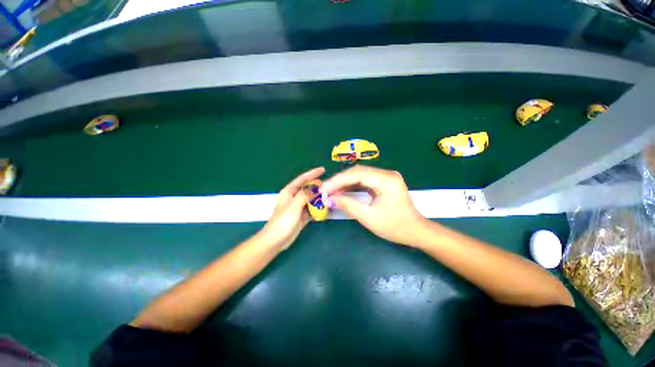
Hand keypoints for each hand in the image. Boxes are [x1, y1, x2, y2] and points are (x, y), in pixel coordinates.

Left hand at [258, 167, 324, 249]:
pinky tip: (327, 208)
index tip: (323, 169)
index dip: (312, 173)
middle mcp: (294, 198)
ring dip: (320, 198)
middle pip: (308, 189)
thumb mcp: (294, 206)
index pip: (302, 179)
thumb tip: (317, 188)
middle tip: (330, 186)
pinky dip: (319, 208)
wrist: (276, 241)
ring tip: (331, 196)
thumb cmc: (282, 221)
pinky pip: (312, 209)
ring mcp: (299, 207)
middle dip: (318, 187)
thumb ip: (305, 195)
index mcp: (289, 192)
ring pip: (311, 199)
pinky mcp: (302, 216)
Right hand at [321, 165, 427, 245]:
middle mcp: (386, 174)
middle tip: (324, 189)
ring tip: (330, 190)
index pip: (357, 174)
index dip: (338, 181)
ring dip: (344, 183)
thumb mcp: (369, 217)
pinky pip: (364, 181)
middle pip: (357, 172)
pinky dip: (352, 186)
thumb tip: (329, 198)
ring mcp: (385, 177)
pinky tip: (342, 190)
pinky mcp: (383, 183)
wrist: (415, 231)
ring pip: (359, 175)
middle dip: (339, 181)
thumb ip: (348, 205)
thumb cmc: (395, 227)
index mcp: (387, 180)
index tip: (323, 188)